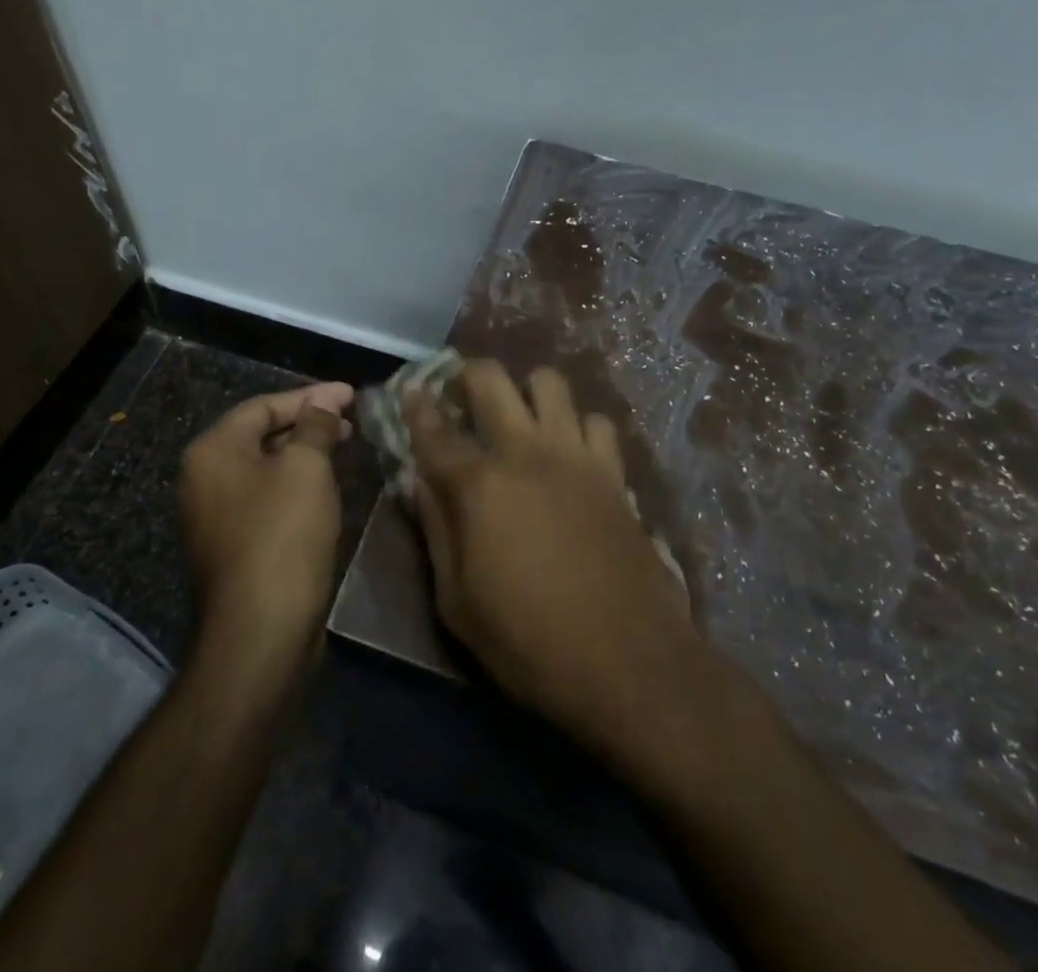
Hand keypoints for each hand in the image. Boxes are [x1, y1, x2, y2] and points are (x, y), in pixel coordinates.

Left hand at [179, 382, 352, 668]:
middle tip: (350, 421)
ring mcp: (213, 516)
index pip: (264, 405)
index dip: (311, 396)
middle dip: (308, 423)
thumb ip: (315, 426)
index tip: (351, 394)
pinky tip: (323, 489)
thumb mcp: (306, 468)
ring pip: (264, 468)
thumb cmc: (282, 536)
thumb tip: (323, 404)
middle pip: (260, 434)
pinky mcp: (230, 546)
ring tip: (343, 448)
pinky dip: (294, 484)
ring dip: (303, 454)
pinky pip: (264, 498)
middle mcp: (203, 478)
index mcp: (213, 451)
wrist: (260, 632)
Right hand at [405, 361, 699, 756]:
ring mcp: (576, 456)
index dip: (416, 406)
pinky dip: (579, 426)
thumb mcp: (457, 602)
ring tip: (520, 417)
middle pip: (492, 379)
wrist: (628, 662)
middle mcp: (526, 452)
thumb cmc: (529, 641)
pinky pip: (597, 422)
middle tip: (462, 393)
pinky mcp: (615, 472)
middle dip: (468, 374)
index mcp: (480, 485)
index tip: (409, 390)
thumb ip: (436, 530)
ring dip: (528, 391)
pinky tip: (572, 451)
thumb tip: (419, 483)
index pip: (435, 430)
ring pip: (550, 383)